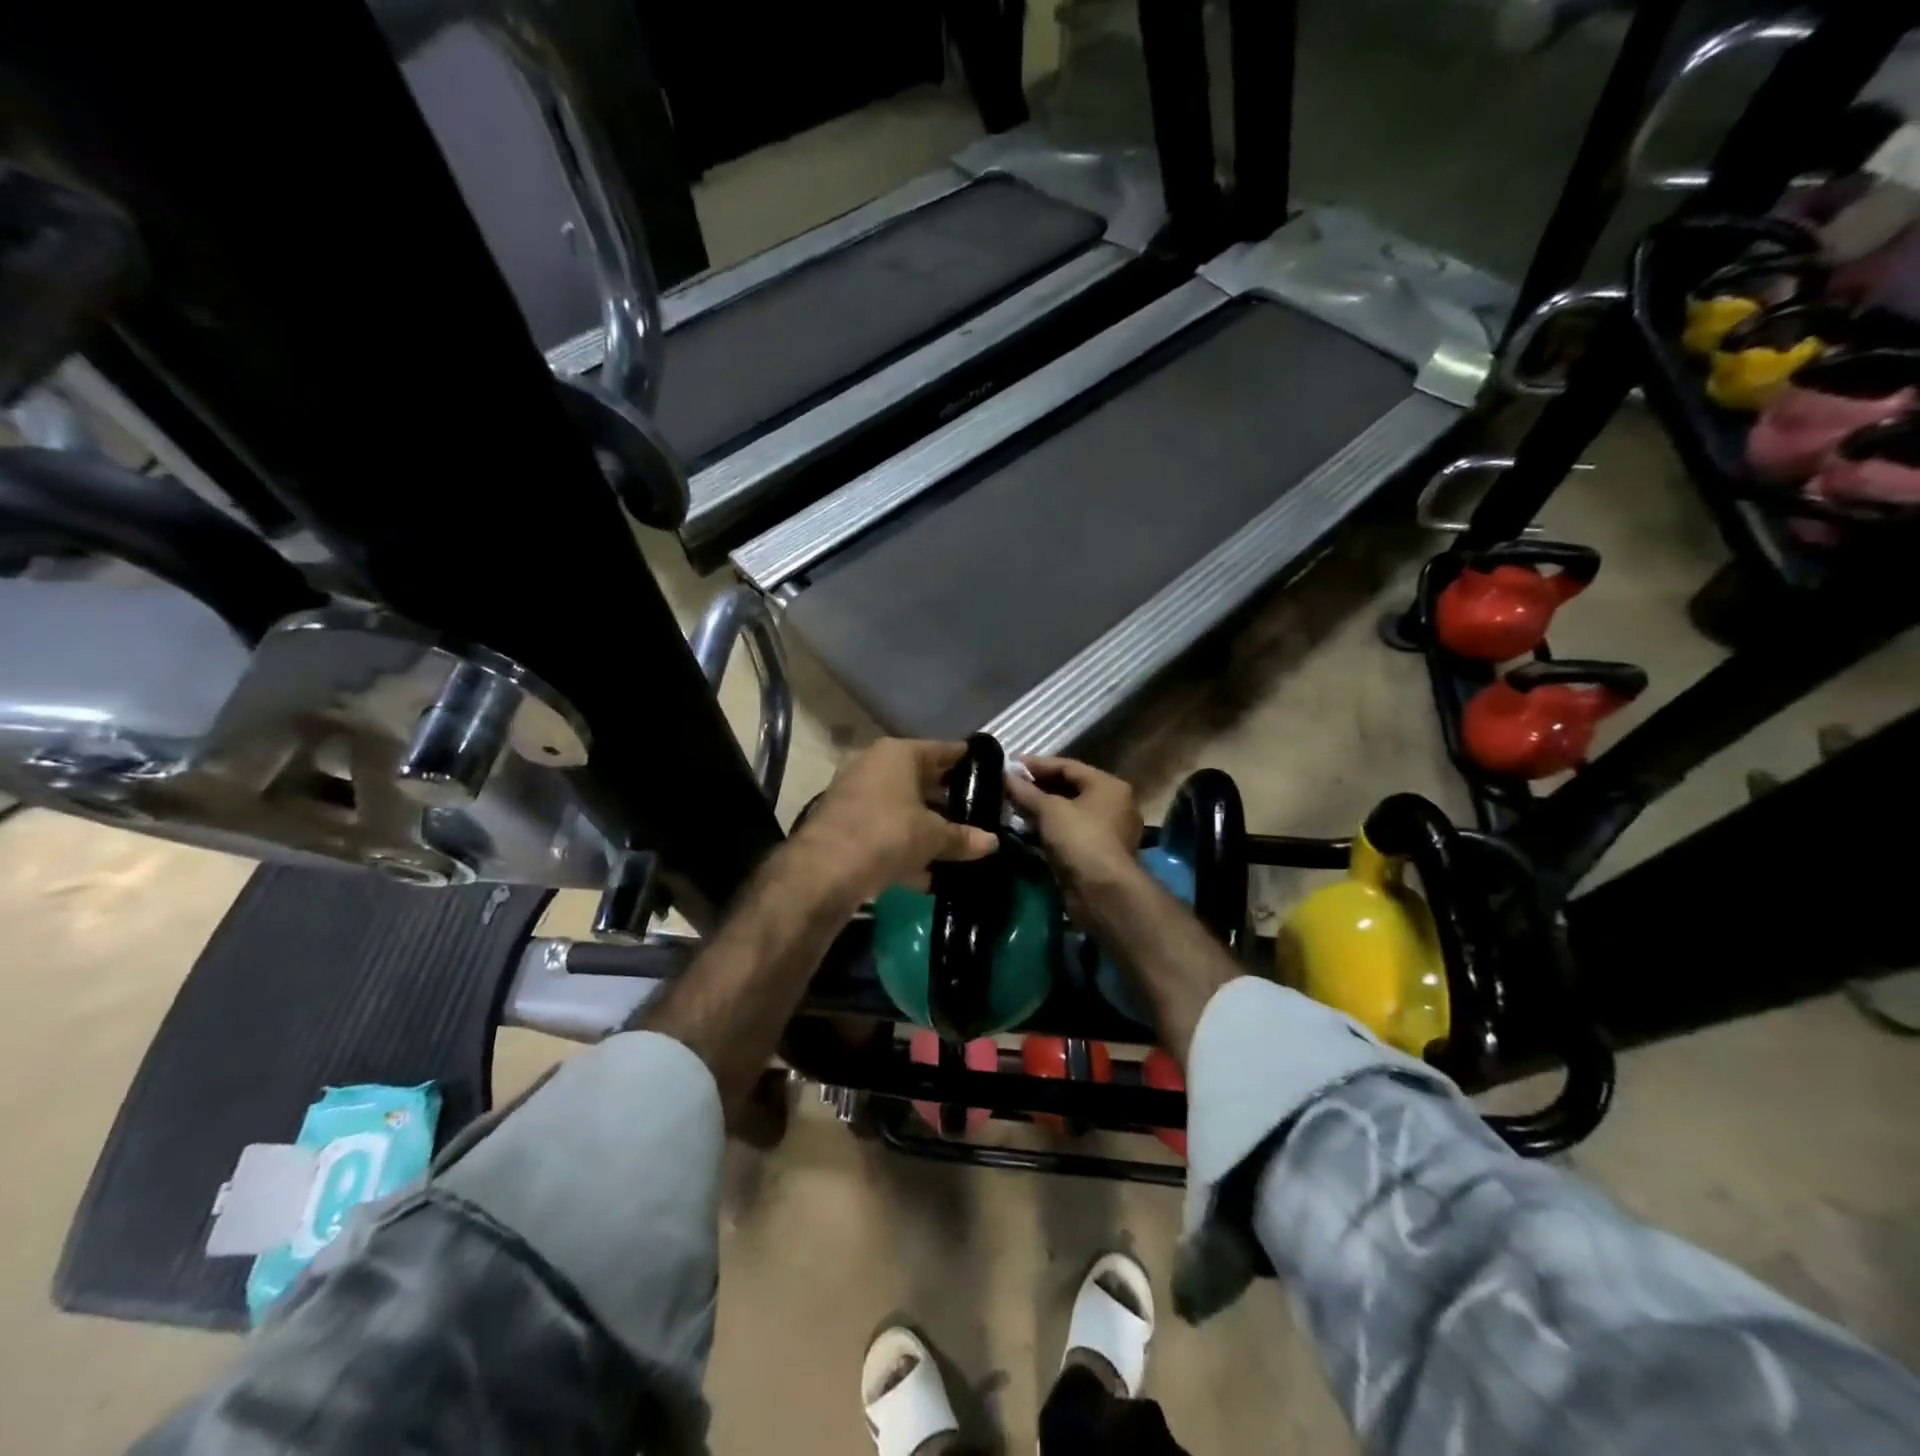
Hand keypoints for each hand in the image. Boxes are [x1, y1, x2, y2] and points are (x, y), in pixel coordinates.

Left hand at [790, 738, 998, 902]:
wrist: (824, 871)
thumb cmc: (887, 834)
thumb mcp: (933, 836)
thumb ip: (962, 837)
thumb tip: (992, 843)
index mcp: (897, 754)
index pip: (942, 750)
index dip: (967, 762)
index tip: (990, 774)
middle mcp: (874, 767)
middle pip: (921, 780)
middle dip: (948, 800)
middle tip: (980, 815)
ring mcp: (856, 797)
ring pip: (903, 810)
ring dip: (928, 829)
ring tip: (960, 847)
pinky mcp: (846, 828)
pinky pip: (886, 834)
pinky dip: (906, 850)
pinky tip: (930, 876)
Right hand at [1004, 756, 1142, 884]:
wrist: (1102, 892)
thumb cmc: (1080, 839)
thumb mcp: (1049, 810)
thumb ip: (1026, 792)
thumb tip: (1005, 776)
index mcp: (1108, 785)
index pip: (1068, 766)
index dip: (1037, 764)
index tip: (1010, 764)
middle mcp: (1112, 804)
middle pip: (1069, 789)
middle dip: (1037, 788)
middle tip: (1008, 786)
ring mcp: (1106, 831)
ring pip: (1067, 813)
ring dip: (1040, 810)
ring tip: (1011, 807)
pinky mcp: (1095, 854)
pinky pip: (1068, 833)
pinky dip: (1048, 830)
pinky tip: (1024, 830)